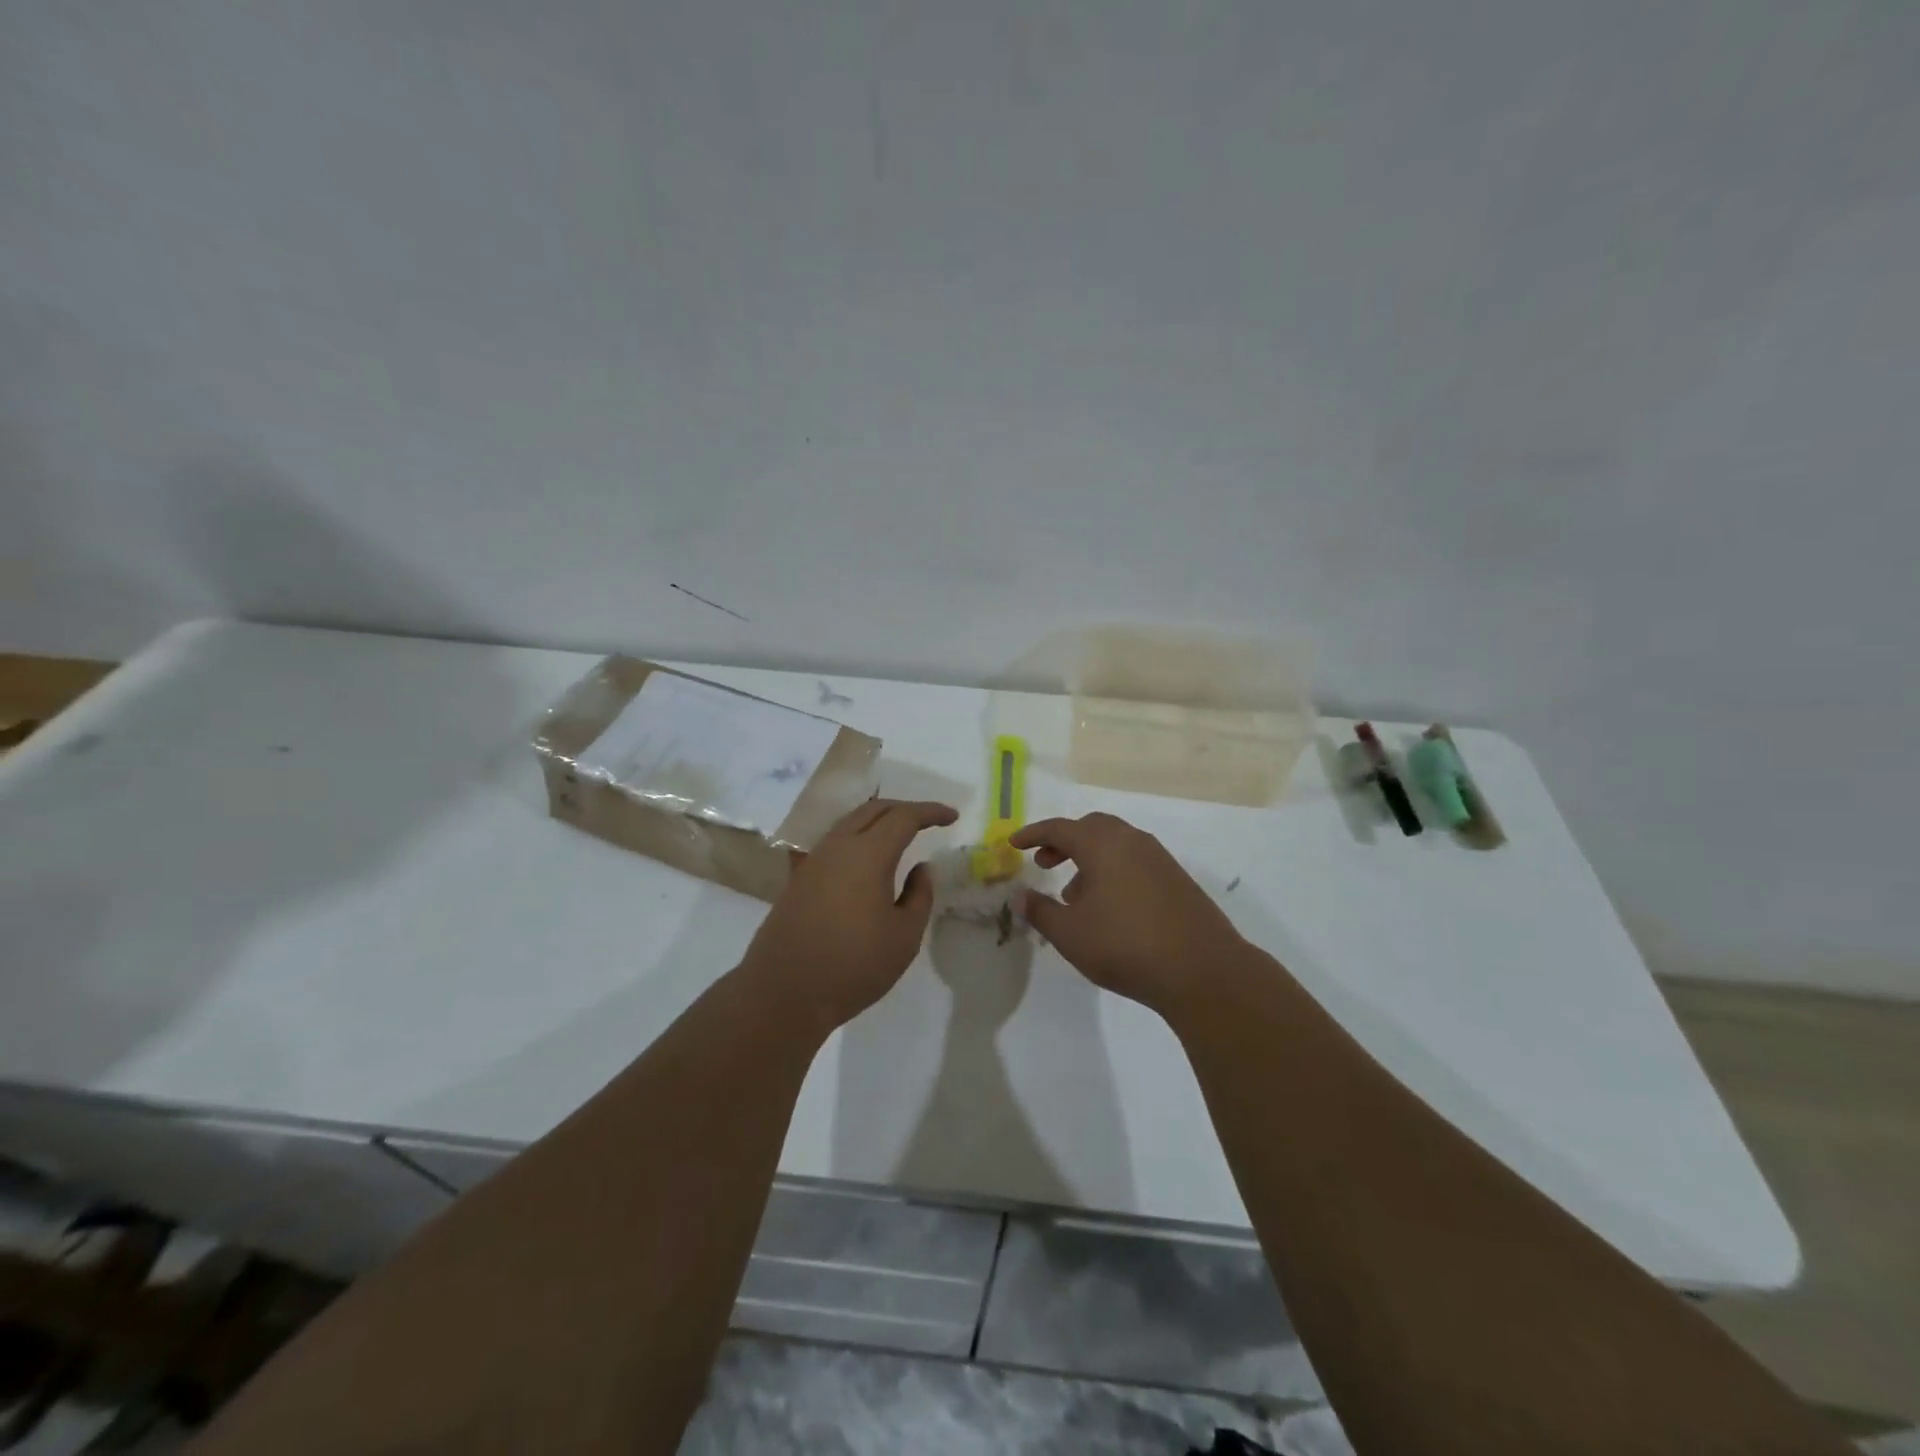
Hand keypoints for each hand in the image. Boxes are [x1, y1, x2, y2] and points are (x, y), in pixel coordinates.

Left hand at [741, 798, 958, 1030]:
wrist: (784, 993)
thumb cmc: (853, 966)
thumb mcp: (904, 937)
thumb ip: (919, 895)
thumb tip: (921, 867)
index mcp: (867, 855)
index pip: (903, 817)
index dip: (930, 812)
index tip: (952, 816)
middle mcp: (837, 846)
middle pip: (873, 810)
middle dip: (904, 808)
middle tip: (928, 820)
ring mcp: (813, 860)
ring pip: (849, 822)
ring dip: (877, 820)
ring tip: (898, 834)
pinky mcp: (798, 878)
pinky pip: (832, 842)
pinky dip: (855, 837)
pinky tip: (861, 855)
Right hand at [1011, 812, 1250, 1017]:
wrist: (1203, 970)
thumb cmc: (1126, 946)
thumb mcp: (1070, 933)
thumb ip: (1040, 910)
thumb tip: (1019, 895)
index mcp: (1103, 844)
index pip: (1059, 828)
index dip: (1033, 834)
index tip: (1014, 844)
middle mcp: (1132, 842)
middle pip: (1091, 828)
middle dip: (1063, 842)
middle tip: (1044, 863)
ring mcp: (1159, 859)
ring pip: (1116, 845)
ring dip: (1089, 859)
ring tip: (1073, 894)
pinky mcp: (1177, 880)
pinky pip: (1135, 861)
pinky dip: (1113, 871)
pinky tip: (1109, 907)